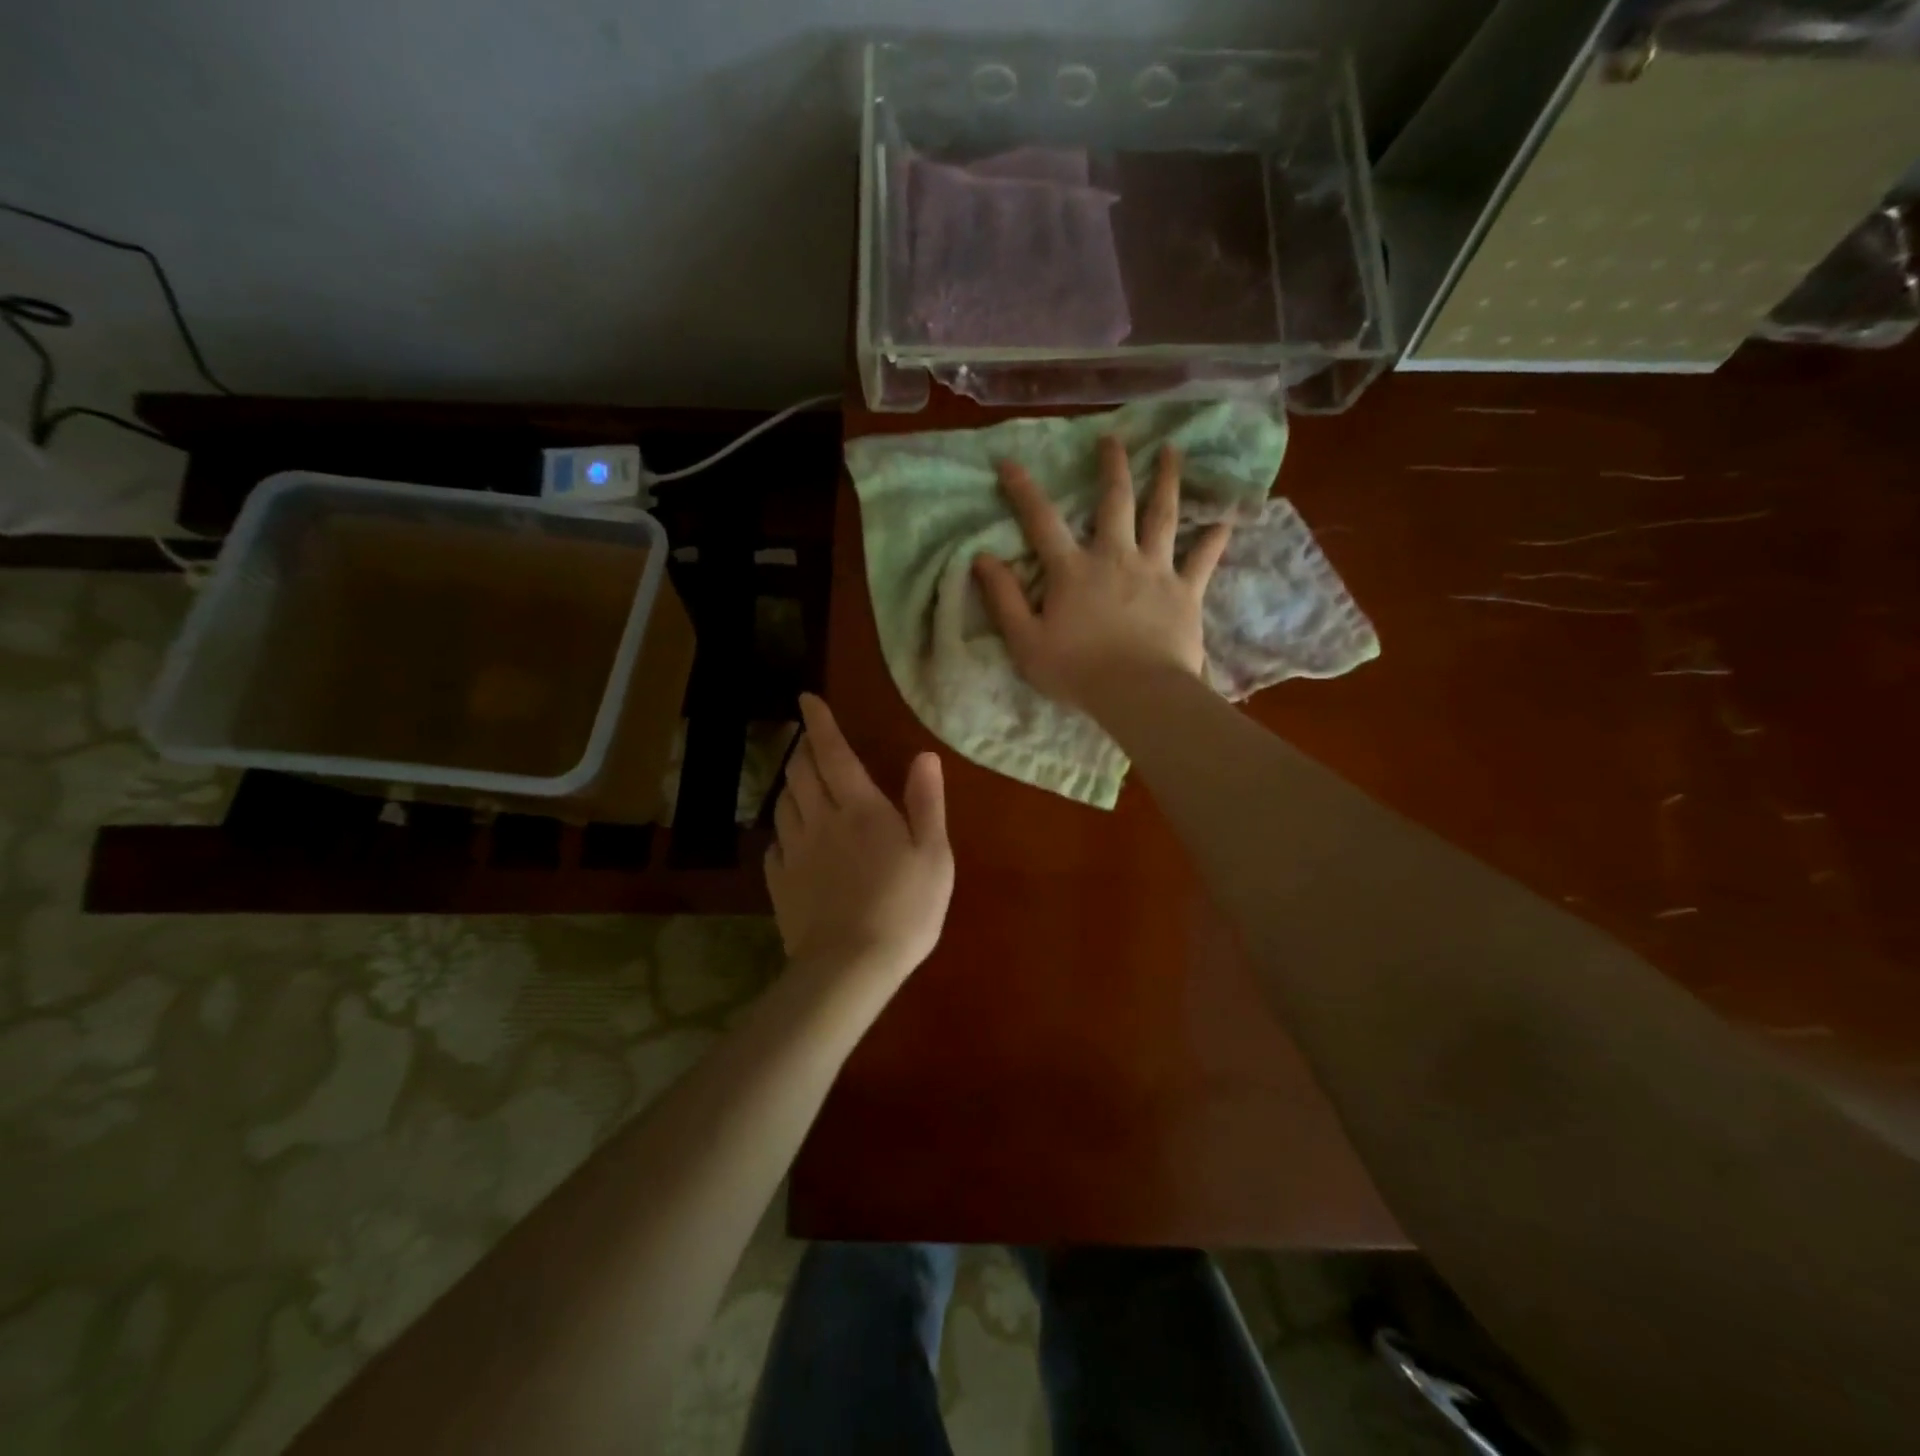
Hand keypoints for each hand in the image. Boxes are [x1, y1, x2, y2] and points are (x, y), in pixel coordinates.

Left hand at [765, 694, 954, 979]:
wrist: (852, 965)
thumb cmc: (905, 907)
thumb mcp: (934, 854)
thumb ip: (926, 802)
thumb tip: (923, 755)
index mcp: (860, 808)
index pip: (833, 753)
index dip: (820, 723)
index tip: (806, 699)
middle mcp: (820, 820)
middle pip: (801, 772)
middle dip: (804, 750)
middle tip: (810, 742)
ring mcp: (795, 852)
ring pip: (783, 803)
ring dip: (791, 784)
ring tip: (800, 782)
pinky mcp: (780, 883)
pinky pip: (775, 844)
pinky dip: (783, 830)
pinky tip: (791, 838)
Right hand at [971, 436, 1230, 711]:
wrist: (1138, 693)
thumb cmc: (1077, 672)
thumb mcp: (1025, 641)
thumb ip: (1004, 598)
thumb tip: (981, 558)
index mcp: (1073, 570)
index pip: (1042, 521)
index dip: (1023, 490)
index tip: (1009, 462)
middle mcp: (1116, 558)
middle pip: (1115, 501)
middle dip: (1112, 466)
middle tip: (1112, 438)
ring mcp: (1155, 571)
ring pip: (1163, 516)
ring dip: (1166, 480)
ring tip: (1172, 450)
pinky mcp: (1186, 592)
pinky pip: (1203, 559)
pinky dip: (1214, 538)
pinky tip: (1226, 519)